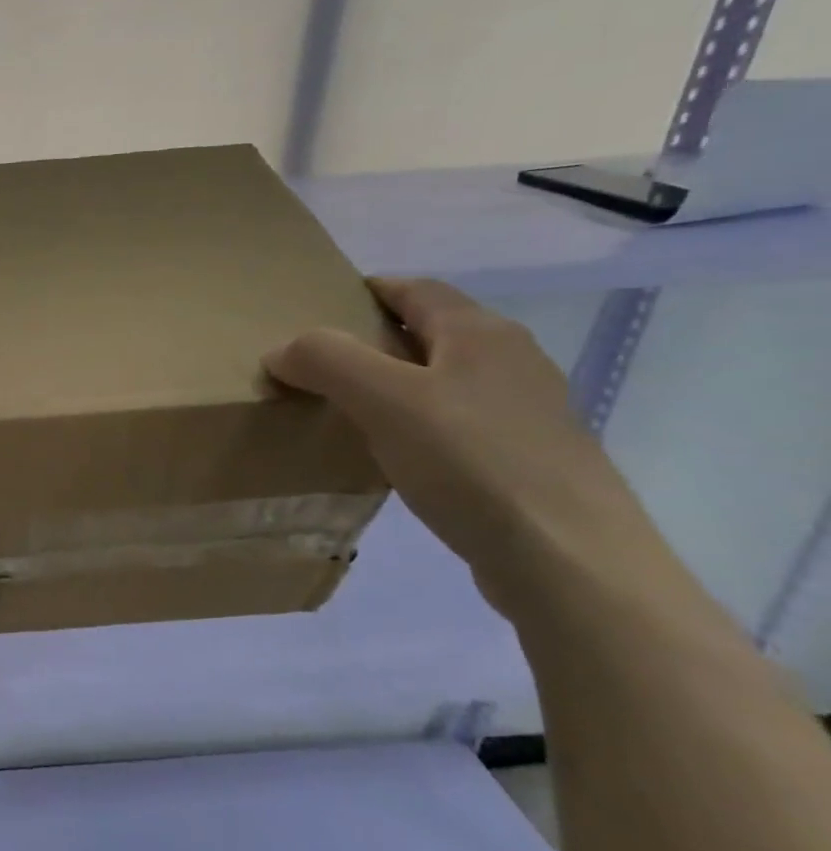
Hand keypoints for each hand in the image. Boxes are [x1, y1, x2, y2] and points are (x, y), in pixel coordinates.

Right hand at [264, 278, 660, 610]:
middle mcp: (511, 361)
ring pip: (445, 379)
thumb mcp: (383, 400)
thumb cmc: (472, 462)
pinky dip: (419, 424)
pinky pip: (458, 423)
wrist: (568, 561)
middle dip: (376, 338)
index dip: (368, 289)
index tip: (321, 305)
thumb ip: (326, 360)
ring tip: (347, 409)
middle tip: (320, 361)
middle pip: (432, 332)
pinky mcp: (527, 459)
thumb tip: (281, 349)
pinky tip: (394, 455)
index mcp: (481, 334)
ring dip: (396, 384)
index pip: (416, 288)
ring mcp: (526, 413)